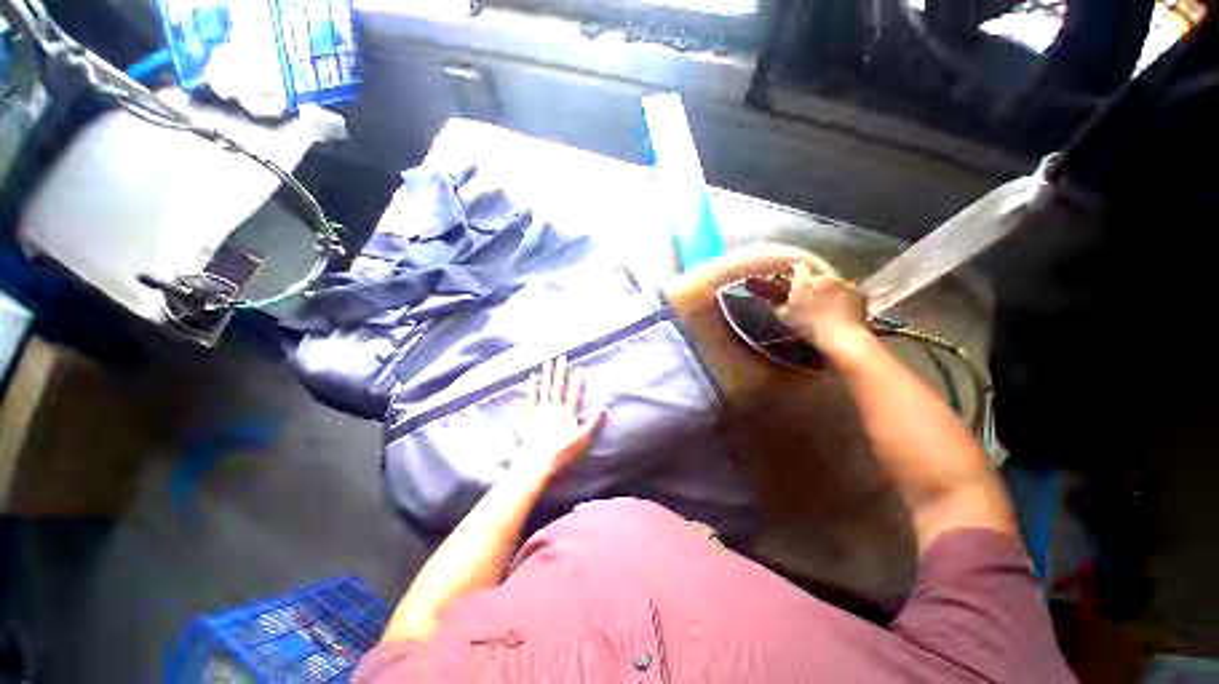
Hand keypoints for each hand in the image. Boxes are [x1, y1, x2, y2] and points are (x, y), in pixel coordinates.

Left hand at [513, 356, 604, 481]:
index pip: (574, 393)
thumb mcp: (582, 439)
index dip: (577, 380)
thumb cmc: (562, 452)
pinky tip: (531, 378)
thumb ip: (592, 422)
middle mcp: (553, 408)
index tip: (579, 367)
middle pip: (558, 386)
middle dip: (561, 371)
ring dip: (546, 374)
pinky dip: (531, 387)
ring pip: (544, 388)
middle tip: (562, 357)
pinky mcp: (529, 416)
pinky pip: (530, 398)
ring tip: (547, 362)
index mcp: (567, 413)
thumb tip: (603, 407)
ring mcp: (540, 411)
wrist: (537, 462)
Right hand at [776, 262, 869, 357]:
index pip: (799, 266)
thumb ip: (777, 304)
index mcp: (804, 282)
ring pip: (833, 283)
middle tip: (810, 298)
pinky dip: (844, 297)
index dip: (795, 269)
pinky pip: (848, 290)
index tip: (793, 274)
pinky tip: (841, 310)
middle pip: (816, 276)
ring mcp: (843, 283)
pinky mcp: (858, 291)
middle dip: (813, 284)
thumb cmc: (809, 328)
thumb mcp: (785, 317)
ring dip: (829, 290)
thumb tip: (773, 299)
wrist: (842, 337)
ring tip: (828, 306)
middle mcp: (824, 278)